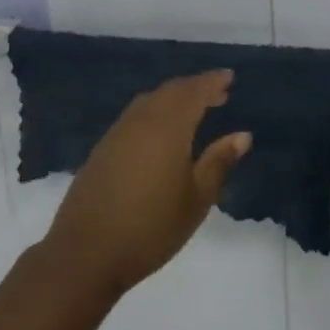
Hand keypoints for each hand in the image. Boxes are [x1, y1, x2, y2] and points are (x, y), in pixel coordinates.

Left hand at [41, 70, 251, 299]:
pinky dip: (155, 111)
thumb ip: (218, 162)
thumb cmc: (151, 228)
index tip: (229, 77)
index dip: (213, 82)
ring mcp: (117, 132)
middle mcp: (141, 120)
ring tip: (194, 109)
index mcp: (168, 127)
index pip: (194, 92)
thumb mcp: (196, 199)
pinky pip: (135, 115)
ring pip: (150, 101)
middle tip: (218, 94)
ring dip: (174, 98)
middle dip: (195, 88)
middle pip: (171, 91)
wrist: (86, 252)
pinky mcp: (103, 147)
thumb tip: (242, 135)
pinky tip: (162, 131)